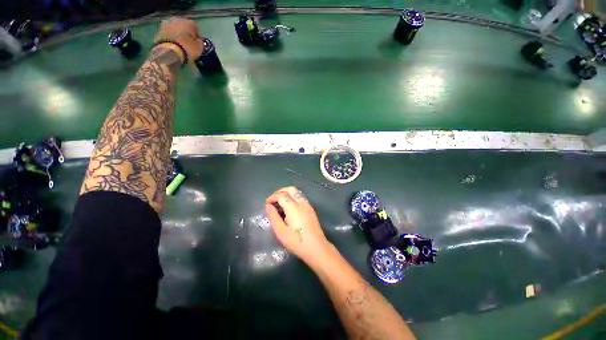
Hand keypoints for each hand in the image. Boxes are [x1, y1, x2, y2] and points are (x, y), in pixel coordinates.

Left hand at [154, 17, 204, 63]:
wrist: (168, 52)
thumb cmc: (187, 49)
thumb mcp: (199, 48)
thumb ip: (199, 43)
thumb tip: (198, 41)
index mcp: (188, 22)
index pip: (195, 27)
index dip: (197, 36)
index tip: (198, 44)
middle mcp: (176, 20)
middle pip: (183, 27)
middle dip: (186, 34)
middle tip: (188, 44)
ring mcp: (166, 25)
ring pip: (175, 30)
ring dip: (178, 36)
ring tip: (180, 46)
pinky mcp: (158, 32)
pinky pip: (168, 35)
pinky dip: (171, 40)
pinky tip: (174, 47)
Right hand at [266, 186, 333, 265]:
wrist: (316, 248)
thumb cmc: (296, 241)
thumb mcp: (280, 231)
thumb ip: (273, 217)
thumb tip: (268, 206)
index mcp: (293, 207)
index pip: (281, 195)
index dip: (272, 197)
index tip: (267, 204)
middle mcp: (301, 203)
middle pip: (291, 189)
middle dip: (280, 191)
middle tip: (273, 200)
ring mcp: (307, 205)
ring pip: (297, 192)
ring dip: (287, 193)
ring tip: (280, 203)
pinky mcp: (311, 209)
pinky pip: (300, 197)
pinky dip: (293, 197)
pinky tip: (289, 207)